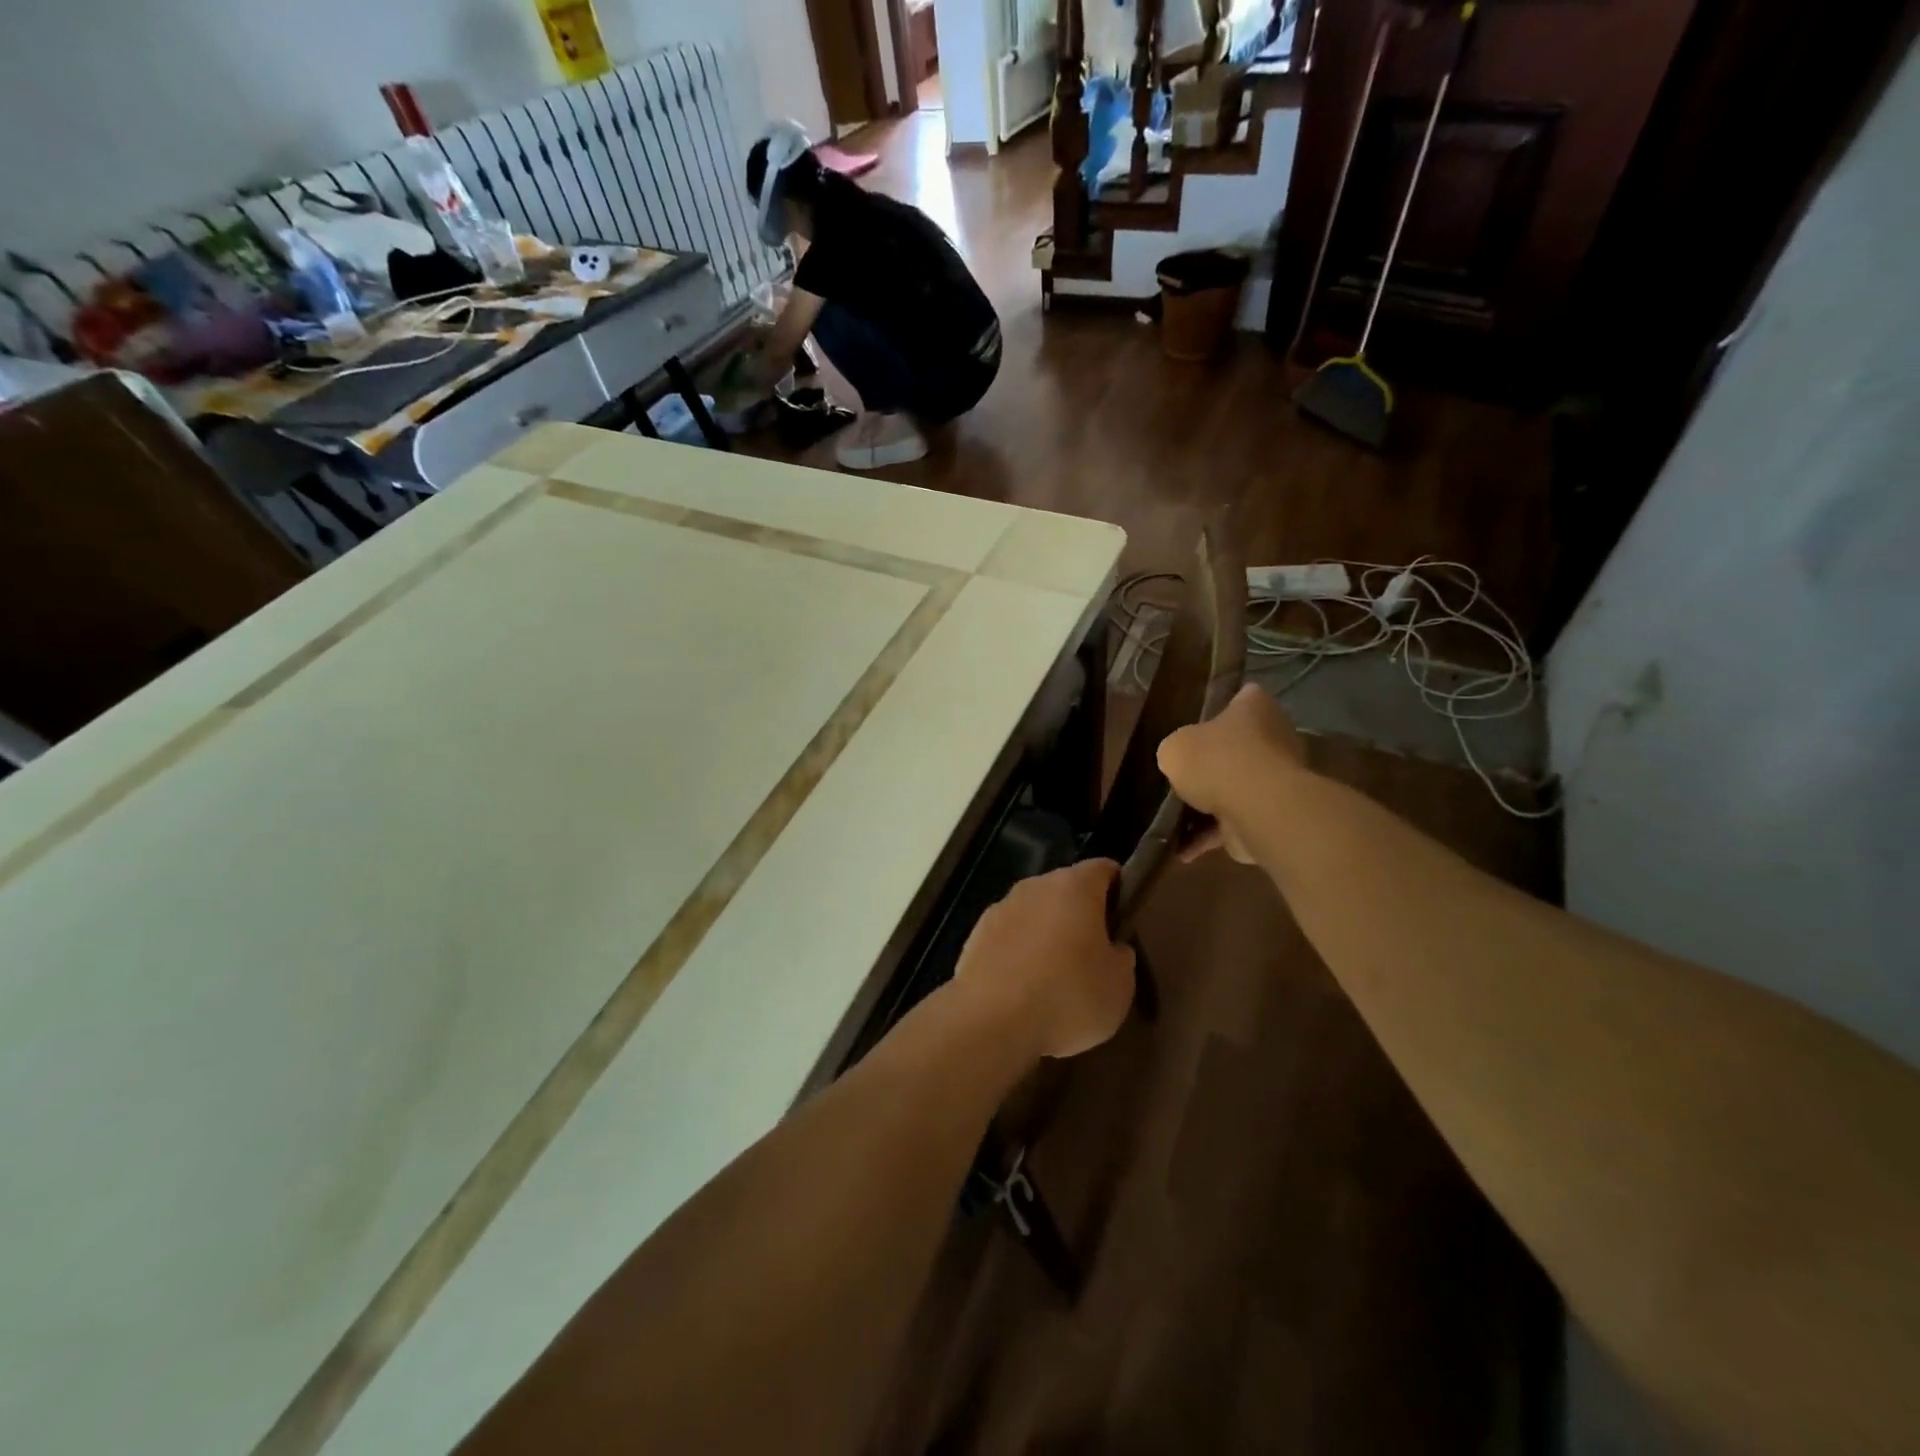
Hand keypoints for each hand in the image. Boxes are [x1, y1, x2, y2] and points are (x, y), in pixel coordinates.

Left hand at [952, 860, 1136, 1059]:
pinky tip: (1023, 990)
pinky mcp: (975, 935)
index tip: (1125, 920)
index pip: (1104, 869)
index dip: (1119, 889)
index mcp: (1074, 886)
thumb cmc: (1067, 996)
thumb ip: (1120, 957)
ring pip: (1034, 913)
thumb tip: (1111, 948)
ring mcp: (1000, 908)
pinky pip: (1009, 938)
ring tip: (1055, 980)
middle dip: (1081, 916)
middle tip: (1094, 957)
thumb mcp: (1119, 986)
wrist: (990, 1020)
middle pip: (1066, 890)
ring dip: (1046, 935)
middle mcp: (1034, 886)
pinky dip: (1019, 955)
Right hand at [1157, 684, 1305, 864]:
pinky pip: (1235, 823)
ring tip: (1175, 819)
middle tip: (1183, 773)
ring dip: (1209, 805)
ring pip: (1236, 787)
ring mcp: (1277, 779)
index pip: (1242, 698)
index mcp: (1255, 708)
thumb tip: (1180, 761)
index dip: (1222, 707)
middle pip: (1239, 747)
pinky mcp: (1272, 814)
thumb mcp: (1175, 747)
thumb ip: (1176, 750)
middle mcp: (1274, 738)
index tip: (1198, 723)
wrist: (1256, 807)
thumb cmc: (1216, 760)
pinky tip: (1183, 851)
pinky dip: (1211, 837)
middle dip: (1214, 762)